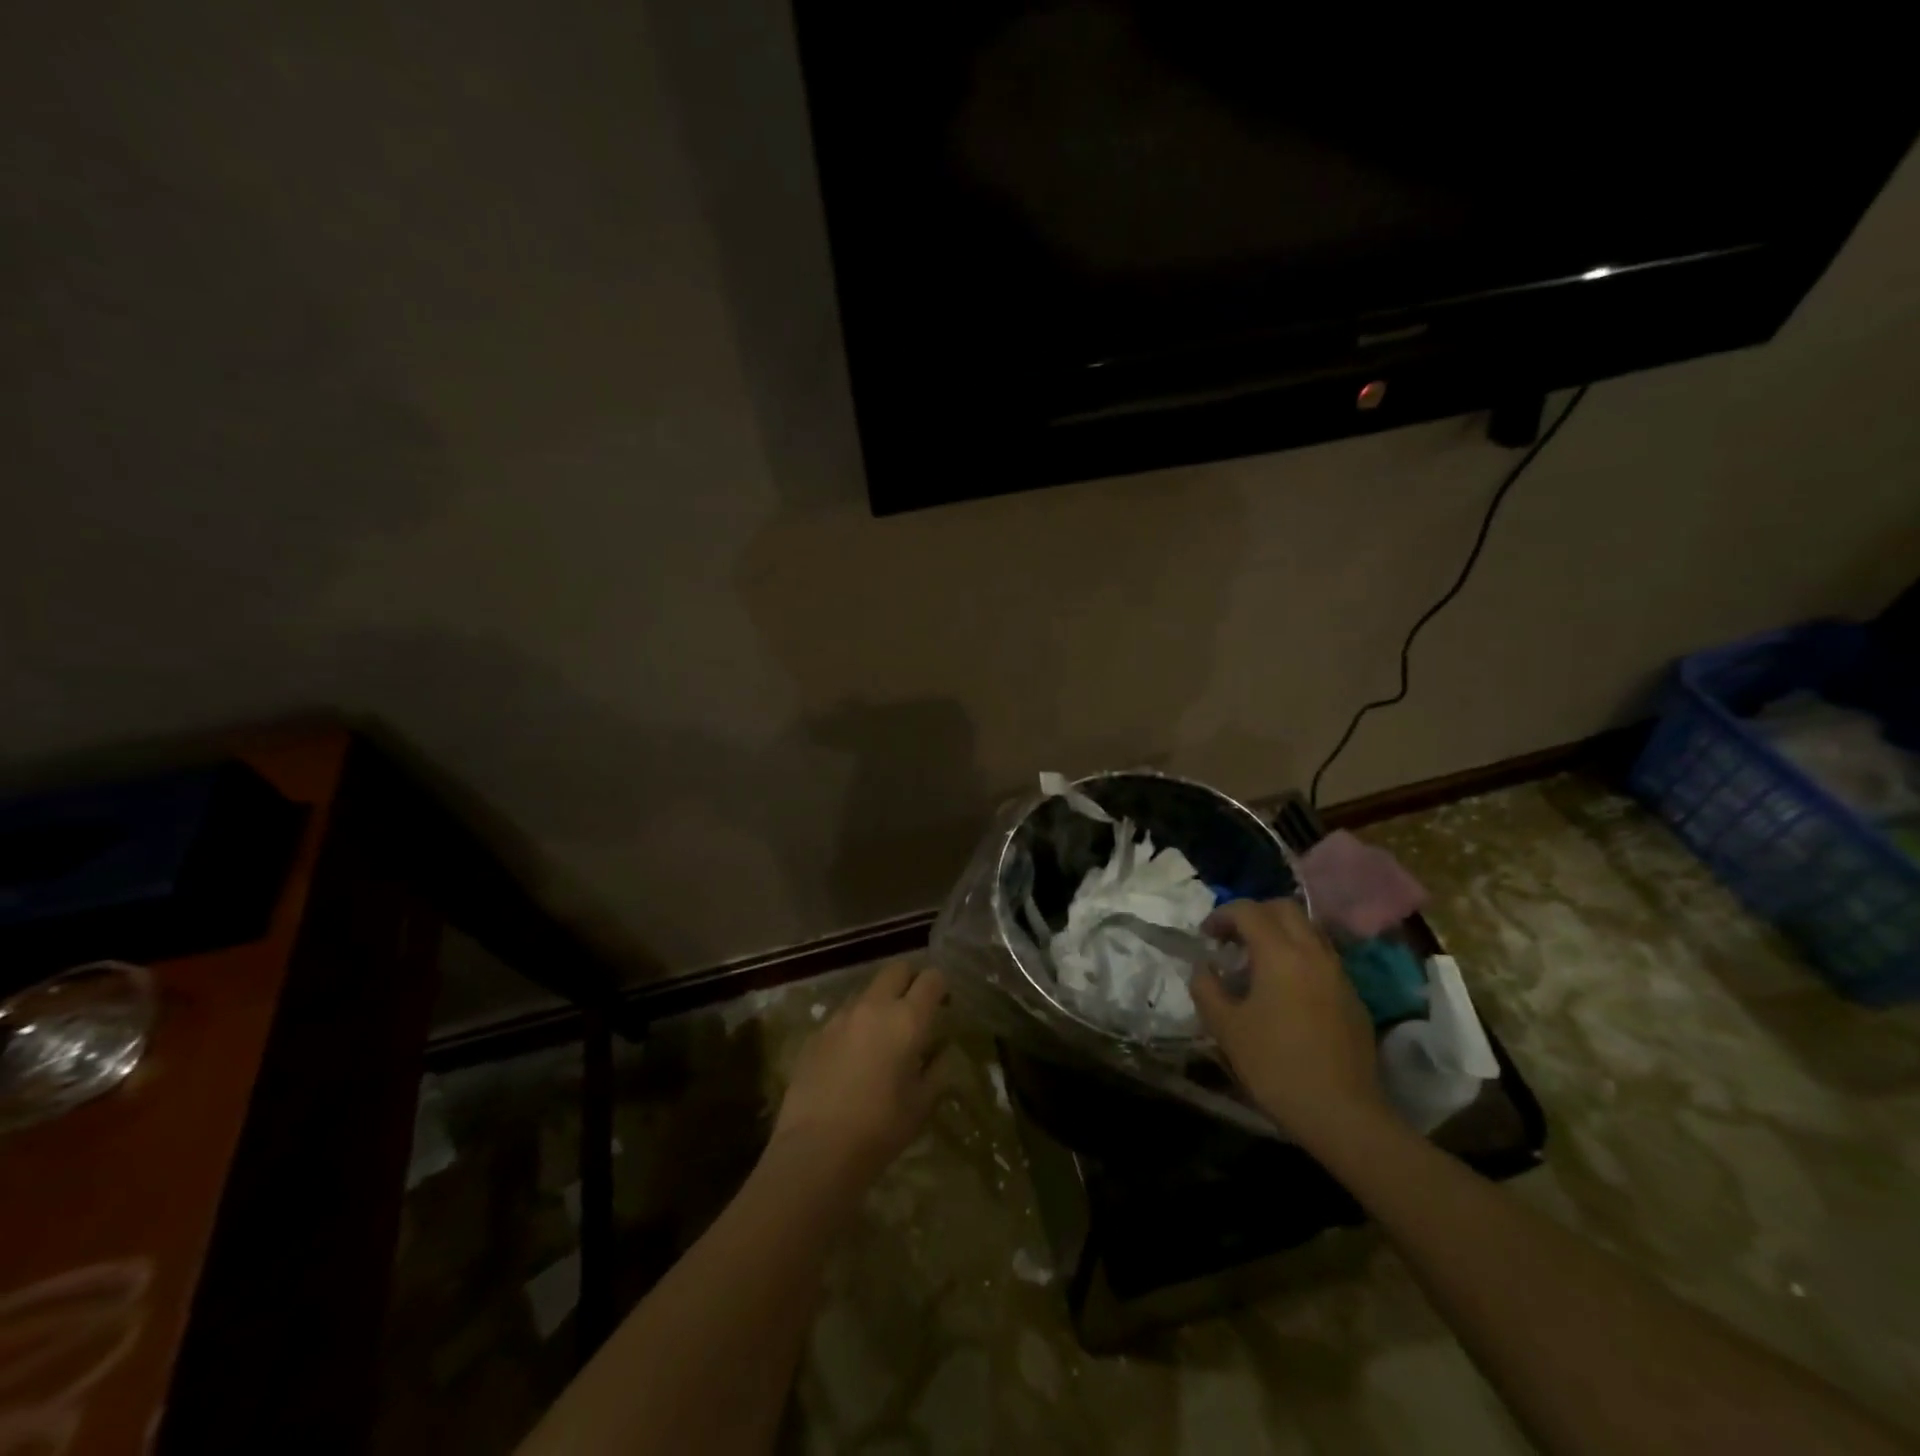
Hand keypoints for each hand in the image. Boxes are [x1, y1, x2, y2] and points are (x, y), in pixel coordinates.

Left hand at [771, 960, 947, 1184]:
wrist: (817, 1150)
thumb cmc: (880, 1129)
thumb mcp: (922, 1104)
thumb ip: (937, 1070)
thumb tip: (942, 1051)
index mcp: (907, 1019)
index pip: (931, 979)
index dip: (940, 986)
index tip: (943, 1003)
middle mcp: (874, 1006)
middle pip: (896, 970)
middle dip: (909, 980)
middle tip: (914, 1009)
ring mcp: (840, 1017)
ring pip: (866, 992)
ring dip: (879, 1003)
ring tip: (881, 1037)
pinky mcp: (816, 1033)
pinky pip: (842, 1017)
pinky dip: (854, 1026)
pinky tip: (852, 1058)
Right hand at [1191, 898, 1386, 1144]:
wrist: (1342, 1113)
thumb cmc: (1275, 1066)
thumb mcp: (1225, 1027)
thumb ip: (1206, 987)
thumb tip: (1204, 967)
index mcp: (1279, 953)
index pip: (1248, 910)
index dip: (1221, 915)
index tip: (1205, 936)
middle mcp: (1313, 952)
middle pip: (1284, 908)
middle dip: (1254, 914)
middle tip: (1233, 939)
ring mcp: (1338, 973)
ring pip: (1308, 930)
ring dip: (1280, 933)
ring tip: (1257, 962)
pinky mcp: (1353, 997)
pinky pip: (1322, 957)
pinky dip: (1299, 956)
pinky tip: (1285, 990)